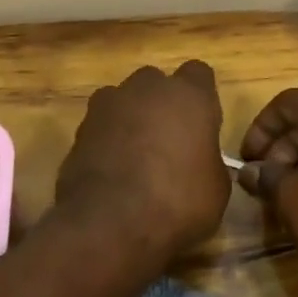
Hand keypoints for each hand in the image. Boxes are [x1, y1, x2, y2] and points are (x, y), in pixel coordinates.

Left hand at [53, 60, 232, 267]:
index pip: (199, 73)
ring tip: (135, 157)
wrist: (110, 222)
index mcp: (190, 95)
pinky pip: (100, 125)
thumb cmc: (177, 201)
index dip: (201, 98)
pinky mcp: (80, 127)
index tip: (202, 125)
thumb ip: (209, 160)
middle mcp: (148, 87)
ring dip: (131, 119)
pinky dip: (106, 140)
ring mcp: (109, 104)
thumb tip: (199, 162)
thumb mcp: (216, 188)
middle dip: (162, 104)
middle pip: (157, 83)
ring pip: (124, 100)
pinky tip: (111, 170)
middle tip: (169, 143)